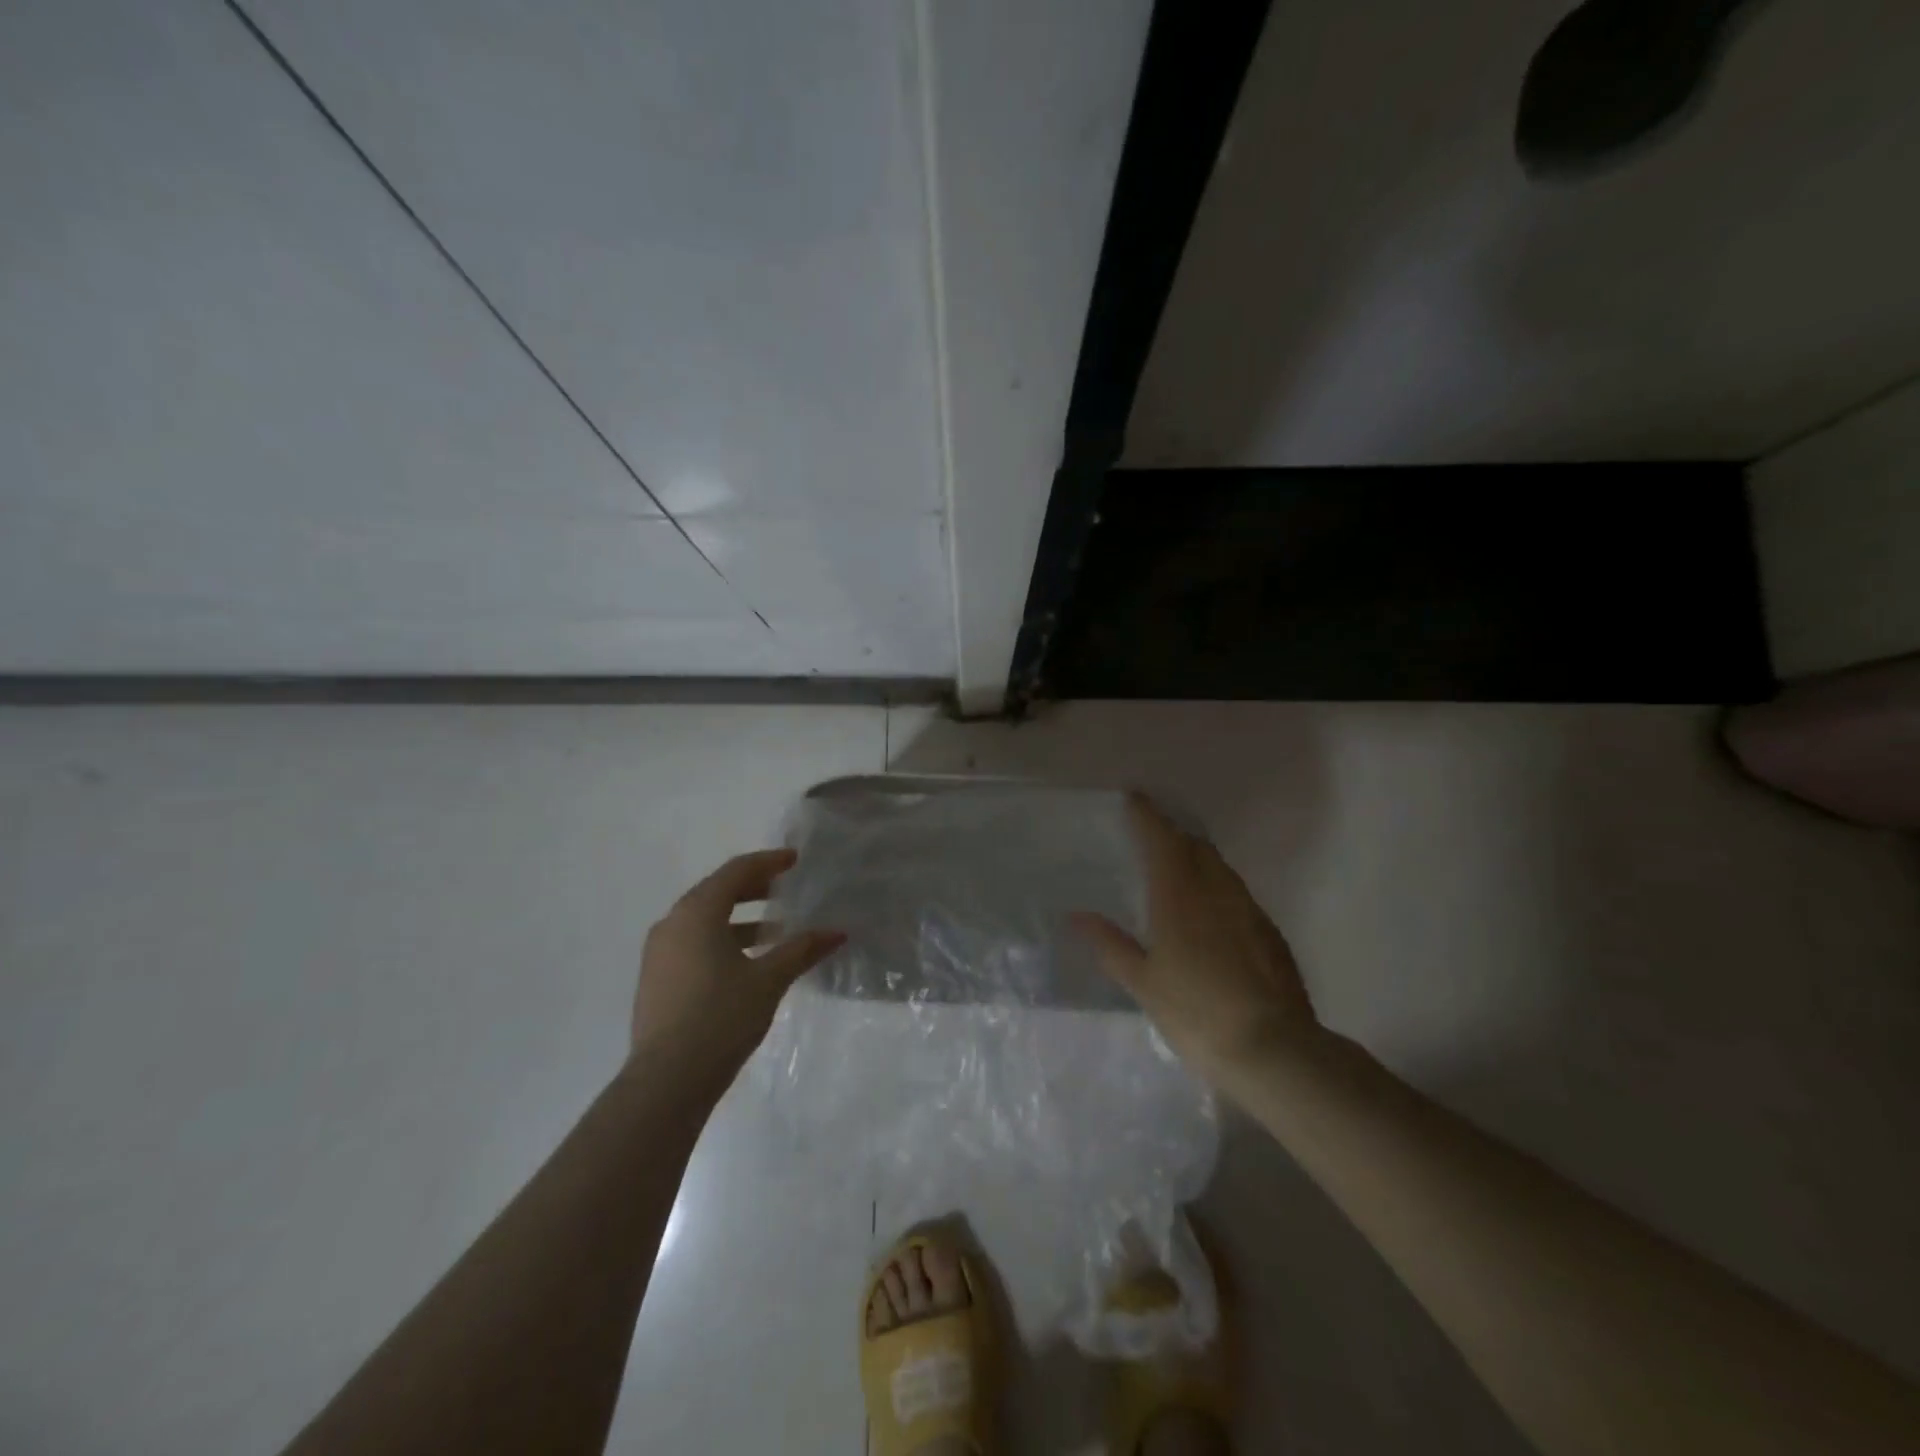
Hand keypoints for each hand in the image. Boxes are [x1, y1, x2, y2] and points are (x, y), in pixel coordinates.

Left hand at [631, 849, 844, 1083]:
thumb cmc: (721, 1017)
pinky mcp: (656, 980)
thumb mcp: (769, 980)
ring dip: (739, 919)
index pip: (735, 872)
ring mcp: (658, 953)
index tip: (794, 860)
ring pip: (703, 920)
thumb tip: (837, 933)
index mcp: (697, 913)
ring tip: (774, 931)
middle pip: (716, 892)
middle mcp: (672, 924)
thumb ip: (802, 950)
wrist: (667, 1081)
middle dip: (753, 888)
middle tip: (785, 889)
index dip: (768, 862)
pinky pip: (692, 943)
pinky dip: (721, 940)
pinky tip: (746, 962)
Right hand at [1072, 794, 1320, 1086]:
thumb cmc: (1196, 1013)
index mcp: (1179, 897)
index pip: (1162, 840)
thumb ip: (1110, 945)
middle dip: (1173, 834)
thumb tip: (1076, 915)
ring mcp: (1248, 910)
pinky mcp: (1270, 933)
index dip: (1147, 816)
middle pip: (1195, 847)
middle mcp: (1216, 892)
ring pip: (1220, 868)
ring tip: (1179, 869)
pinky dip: (1218, 886)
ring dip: (1198, 858)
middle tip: (1152, 837)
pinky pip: (1237, 893)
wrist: (1274, 1049)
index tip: (1134, 799)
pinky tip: (1211, 912)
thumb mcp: (1143, 983)